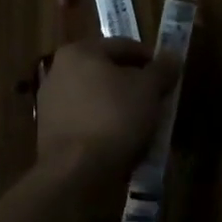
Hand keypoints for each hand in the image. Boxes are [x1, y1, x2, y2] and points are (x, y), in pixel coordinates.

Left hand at [36, 37, 180, 214]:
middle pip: (108, 72)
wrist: (75, 175)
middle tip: (157, 100)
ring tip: (143, 125)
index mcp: (79, 51)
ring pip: (97, 99)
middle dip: (134, 85)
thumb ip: (161, 70)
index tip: (168, 76)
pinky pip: (86, 122)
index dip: (150, 59)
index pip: (123, 46)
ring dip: (120, 108)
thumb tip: (171, 56)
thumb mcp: (148, 90)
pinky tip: (122, 143)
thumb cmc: (113, 119)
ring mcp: (51, 104)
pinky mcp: (49, 135)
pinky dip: (105, 128)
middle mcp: (59, 71)